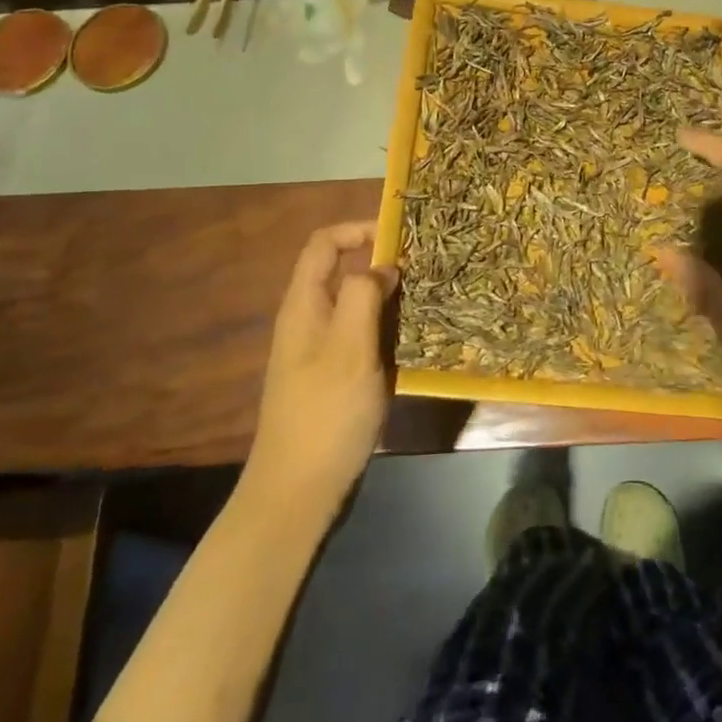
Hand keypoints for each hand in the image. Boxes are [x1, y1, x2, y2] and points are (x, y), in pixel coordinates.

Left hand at [246, 221, 398, 517]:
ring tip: (425, 301)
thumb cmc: (324, 414)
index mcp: (304, 305)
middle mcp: (308, 320)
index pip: (323, 244)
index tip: (399, 236)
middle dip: (380, 264)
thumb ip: (364, 296)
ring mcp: (319, 350)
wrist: (297, 492)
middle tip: (423, 270)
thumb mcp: (349, 348)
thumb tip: (382, 267)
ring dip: (387, 298)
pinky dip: (385, 329)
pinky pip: (360, 336)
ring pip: (355, 305)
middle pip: (341, 272)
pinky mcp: (333, 377)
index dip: (358, 229)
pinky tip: (411, 341)